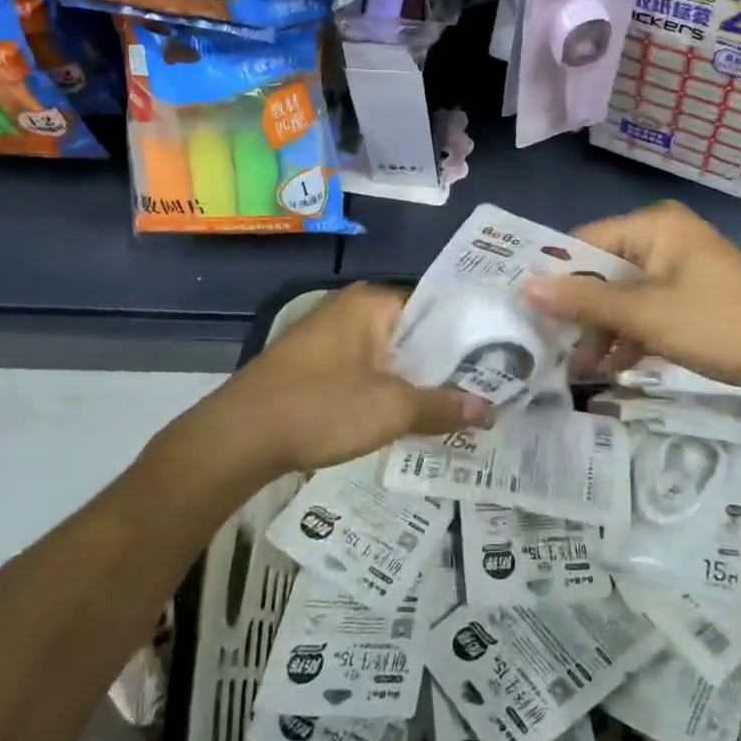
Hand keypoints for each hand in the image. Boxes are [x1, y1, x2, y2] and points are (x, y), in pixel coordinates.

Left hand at [220, 282, 488, 474]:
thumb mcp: (391, 409)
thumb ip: (444, 406)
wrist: (237, 438)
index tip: (503, 359)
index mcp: (374, 302)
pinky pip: (369, 369)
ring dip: (419, 379)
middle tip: (489, 388)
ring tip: (459, 405)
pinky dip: (390, 388)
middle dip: (447, 362)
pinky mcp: (318, 363)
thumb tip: (489, 408)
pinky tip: (410, 415)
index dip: (472, 334)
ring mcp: (333, 335)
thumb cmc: (320, 407)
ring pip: (393, 353)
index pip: (440, 306)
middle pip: (417, 331)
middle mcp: (354, 308)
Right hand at [526, 201, 740, 394]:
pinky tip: (618, 366)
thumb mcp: (644, 314)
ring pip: (627, 294)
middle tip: (557, 349)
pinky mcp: (697, 297)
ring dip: (606, 329)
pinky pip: (651, 309)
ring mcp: (684, 268)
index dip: (556, 276)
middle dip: (583, 312)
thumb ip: (584, 301)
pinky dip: (633, 334)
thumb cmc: (717, 324)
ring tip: (585, 367)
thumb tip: (525, 288)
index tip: (529, 312)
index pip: (586, 241)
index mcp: (655, 225)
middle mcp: (667, 238)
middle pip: (605, 270)